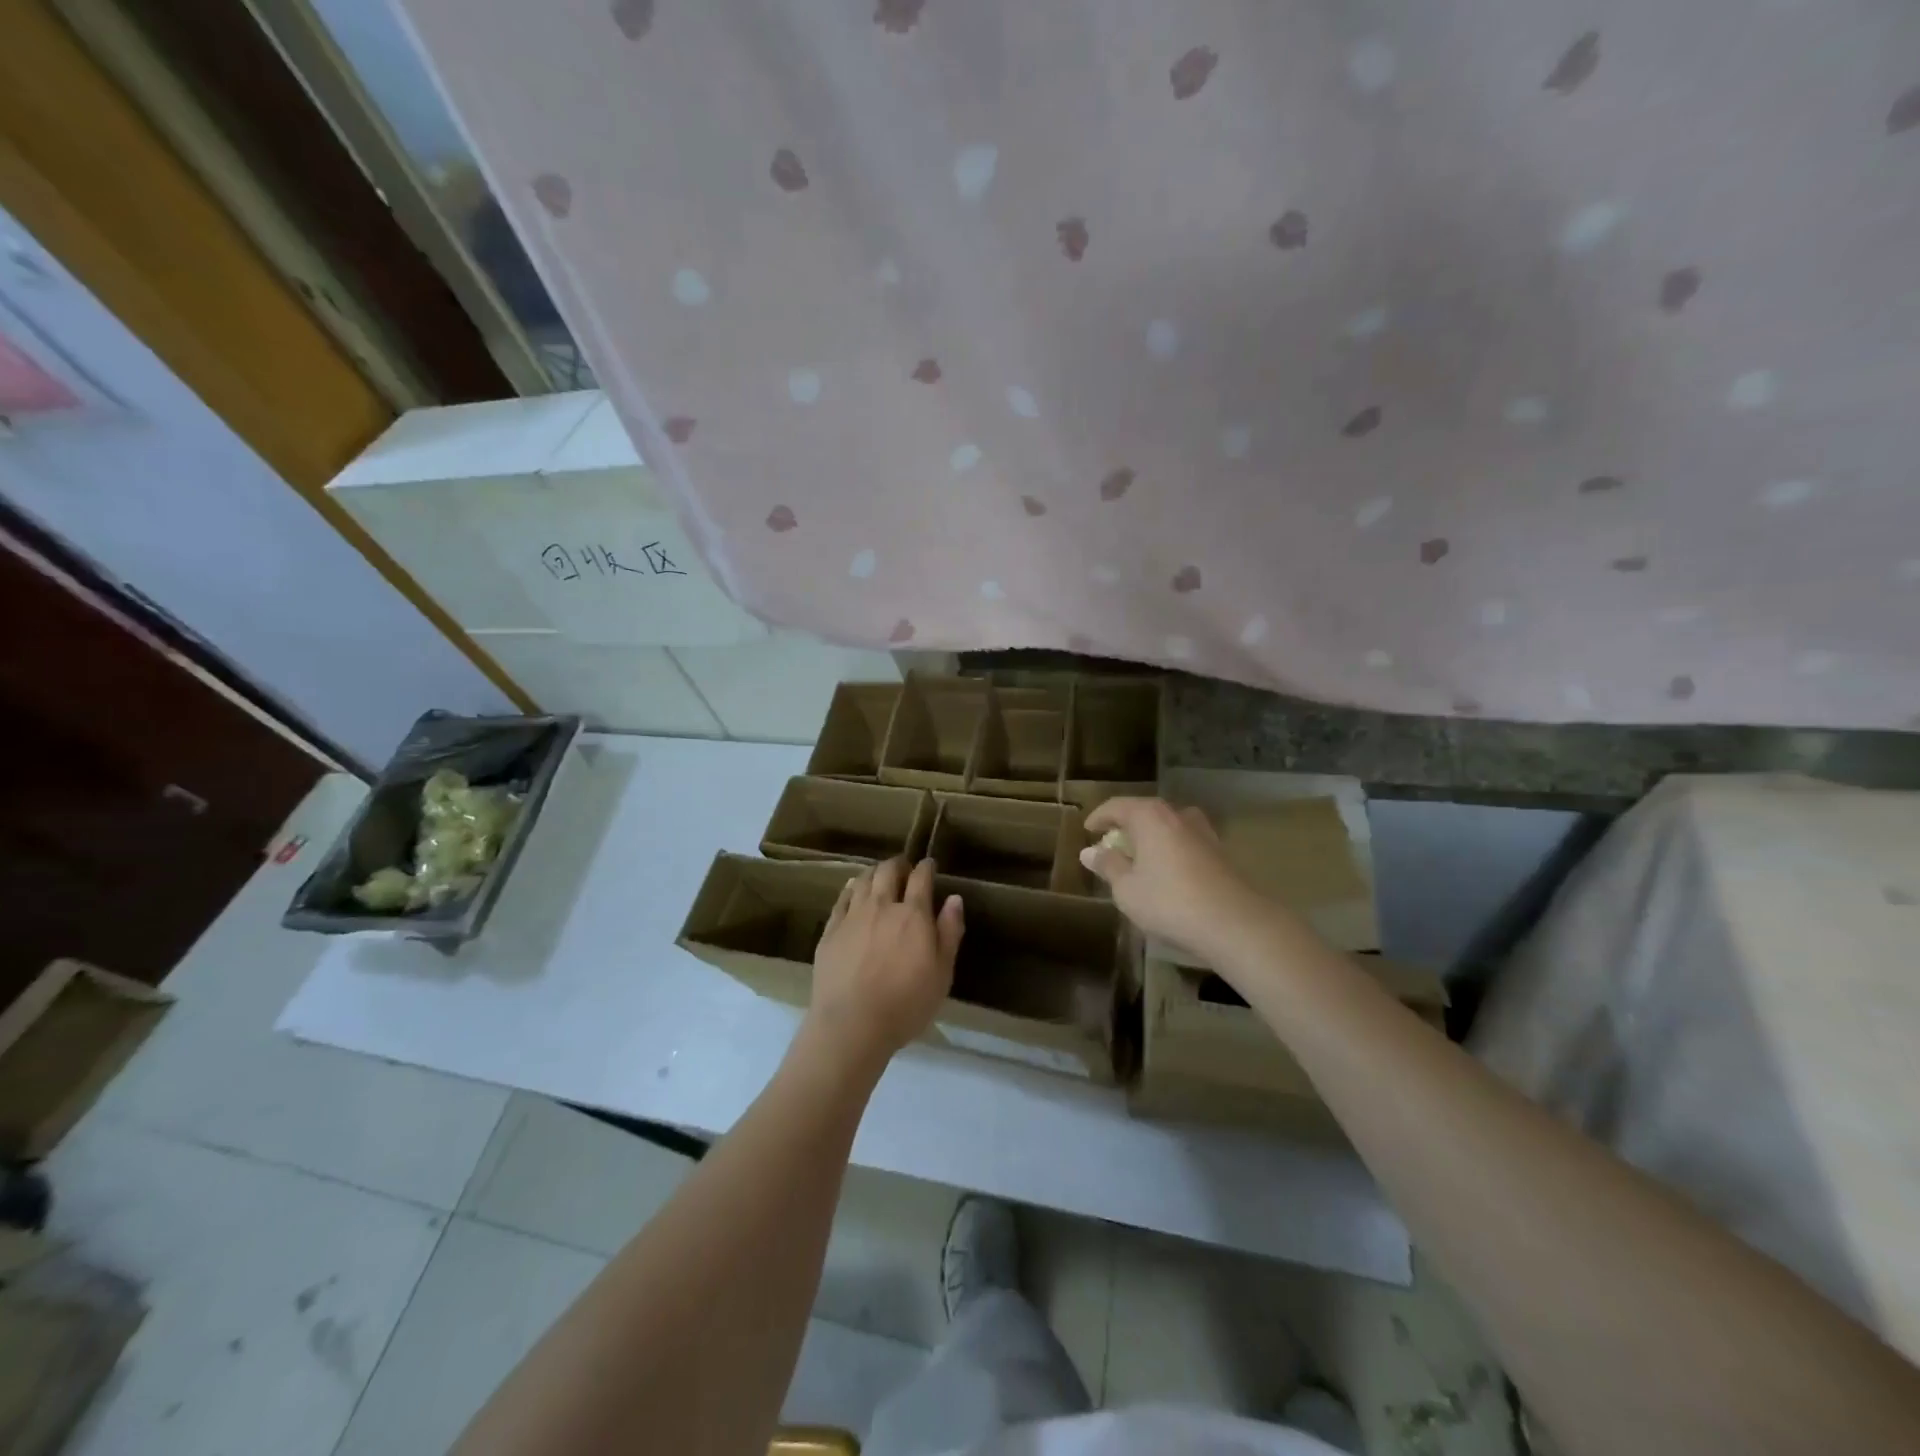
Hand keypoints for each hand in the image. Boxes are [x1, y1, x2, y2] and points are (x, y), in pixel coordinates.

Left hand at [807, 857, 962, 1064]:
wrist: (851, 1024)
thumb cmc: (906, 1004)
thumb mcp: (942, 973)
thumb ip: (949, 932)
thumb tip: (954, 898)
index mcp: (913, 915)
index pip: (921, 878)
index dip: (926, 867)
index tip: (929, 865)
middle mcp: (882, 906)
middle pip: (888, 871)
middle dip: (898, 864)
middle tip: (904, 868)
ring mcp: (853, 916)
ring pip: (862, 879)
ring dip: (874, 872)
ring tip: (879, 876)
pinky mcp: (831, 929)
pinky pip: (841, 898)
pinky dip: (851, 888)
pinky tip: (853, 891)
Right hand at [1081, 798, 1268, 961]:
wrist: (1235, 923)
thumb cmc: (1169, 902)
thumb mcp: (1127, 889)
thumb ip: (1108, 866)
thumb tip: (1089, 852)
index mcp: (1150, 816)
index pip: (1117, 806)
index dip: (1099, 817)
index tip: (1088, 830)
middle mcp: (1177, 814)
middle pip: (1145, 812)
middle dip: (1125, 827)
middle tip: (1111, 845)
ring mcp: (1203, 831)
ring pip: (1168, 826)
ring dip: (1150, 838)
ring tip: (1139, 858)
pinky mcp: (1220, 851)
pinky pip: (1185, 842)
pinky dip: (1170, 850)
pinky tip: (1167, 872)